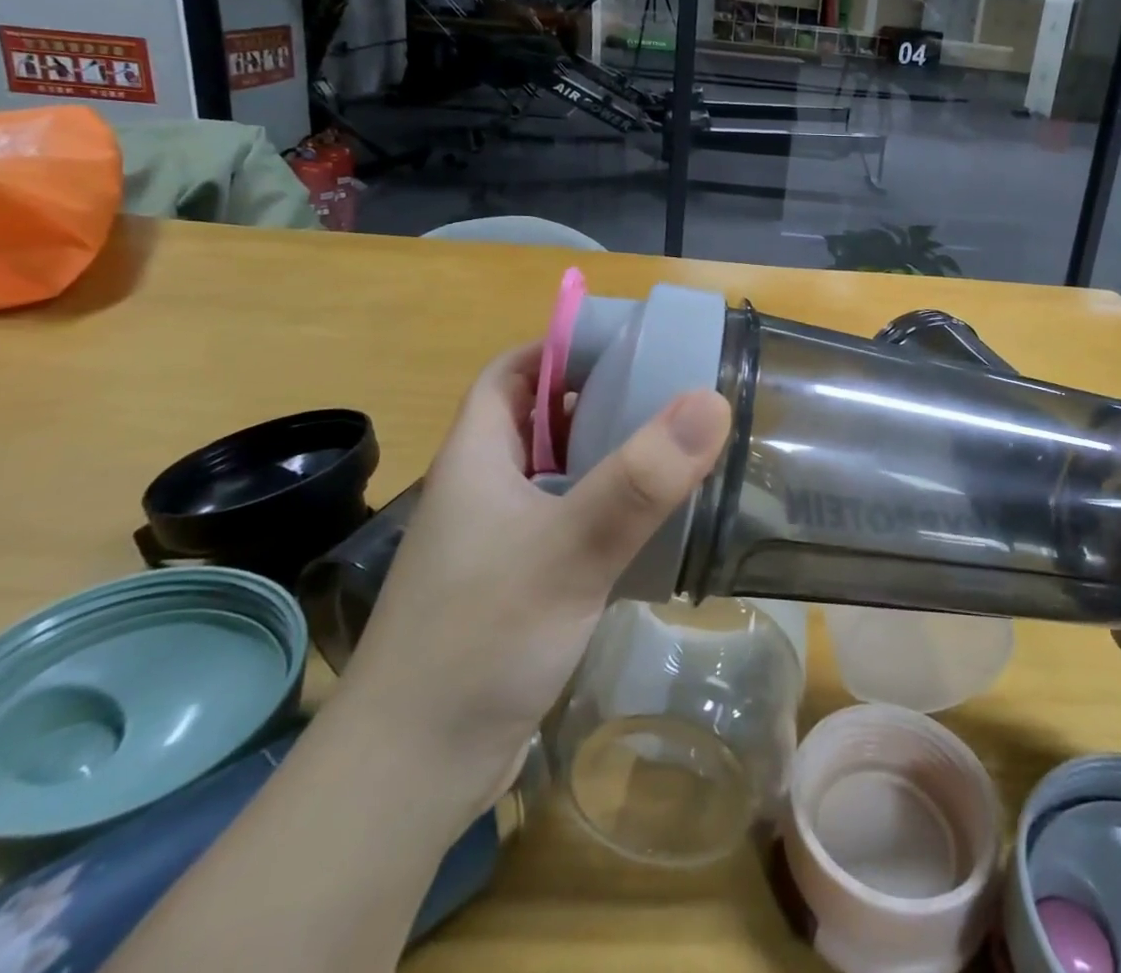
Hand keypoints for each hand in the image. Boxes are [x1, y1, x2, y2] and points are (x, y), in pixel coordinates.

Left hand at [334, 343, 731, 812]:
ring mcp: (497, 543)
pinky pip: (567, 526)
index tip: (627, 342)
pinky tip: (651, 526)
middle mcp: (483, 491)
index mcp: (477, 458)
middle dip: (599, 399)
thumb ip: (640, 479)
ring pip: (557, 476)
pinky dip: (607, 513)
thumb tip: (710, 401)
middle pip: (540, 421)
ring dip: (607, 458)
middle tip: (669, 393)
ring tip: (674, 449)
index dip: (560, 348)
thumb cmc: (479, 642)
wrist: (409, 777)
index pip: (511, 372)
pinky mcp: (516, 589)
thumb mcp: (567, 551)